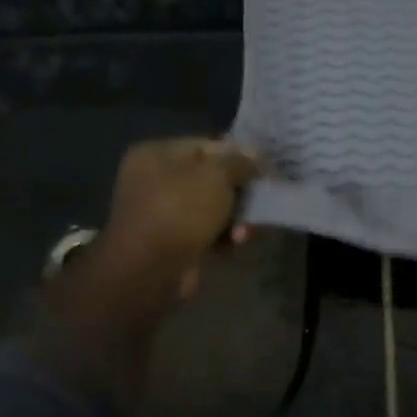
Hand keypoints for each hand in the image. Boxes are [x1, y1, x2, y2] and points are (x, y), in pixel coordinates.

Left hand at [31, 138, 259, 409]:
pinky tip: (235, 245)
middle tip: (261, 203)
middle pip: (212, 179)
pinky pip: (207, 231)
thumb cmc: (180, 211)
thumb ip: (239, 162)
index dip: (241, 157)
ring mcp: (162, 213)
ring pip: (214, 208)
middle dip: (240, 193)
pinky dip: (224, 237)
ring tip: (245, 233)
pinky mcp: (172, 241)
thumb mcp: (216, 176)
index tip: (267, 172)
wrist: (149, 270)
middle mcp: (155, 179)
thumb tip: (254, 158)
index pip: (208, 146)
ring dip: (236, 218)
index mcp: (157, 154)